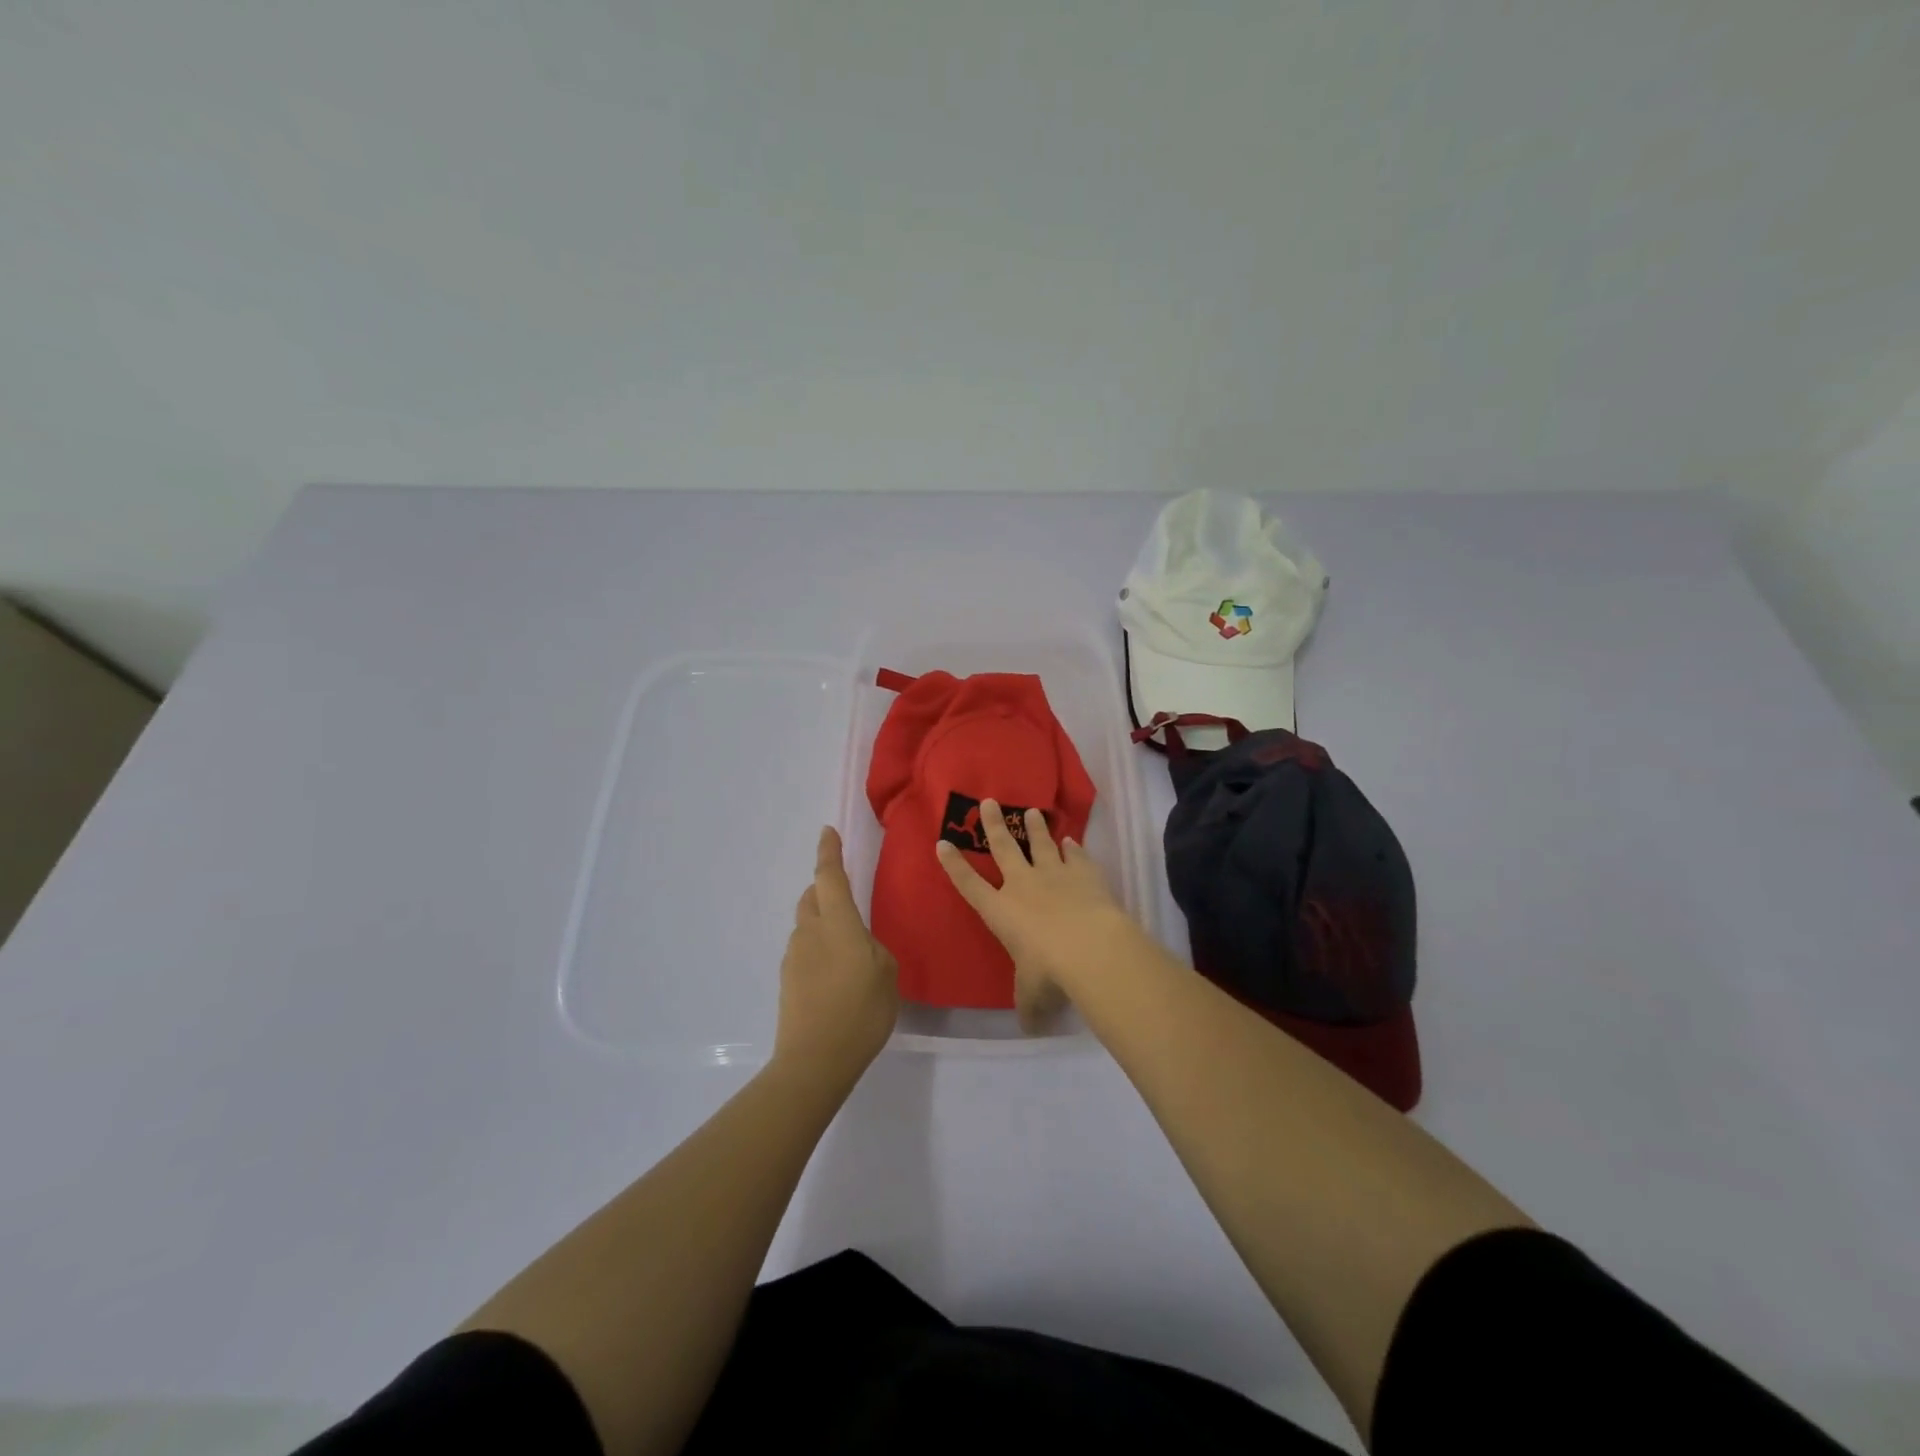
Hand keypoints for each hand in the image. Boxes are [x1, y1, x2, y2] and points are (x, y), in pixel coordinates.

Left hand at [775, 827, 899, 1083]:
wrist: (814, 1061)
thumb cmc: (860, 1011)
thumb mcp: (887, 974)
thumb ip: (874, 949)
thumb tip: (859, 946)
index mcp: (838, 923)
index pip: (830, 877)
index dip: (829, 852)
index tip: (828, 832)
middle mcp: (810, 932)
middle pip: (812, 898)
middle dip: (825, 890)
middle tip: (846, 899)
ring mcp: (794, 957)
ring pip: (807, 926)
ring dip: (823, 924)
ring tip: (848, 950)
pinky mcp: (788, 982)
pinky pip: (805, 952)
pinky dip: (818, 951)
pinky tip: (836, 977)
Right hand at [936, 799, 1141, 1030]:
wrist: (1089, 947)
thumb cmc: (1049, 971)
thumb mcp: (1032, 995)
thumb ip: (1028, 1006)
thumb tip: (1029, 1028)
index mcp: (1000, 911)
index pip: (970, 884)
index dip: (954, 864)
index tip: (942, 843)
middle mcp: (1023, 884)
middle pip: (1004, 847)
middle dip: (994, 824)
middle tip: (989, 801)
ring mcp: (1054, 873)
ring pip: (1040, 842)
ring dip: (1035, 827)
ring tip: (1031, 811)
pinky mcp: (1083, 872)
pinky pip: (1075, 854)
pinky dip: (1072, 846)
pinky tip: (1071, 839)